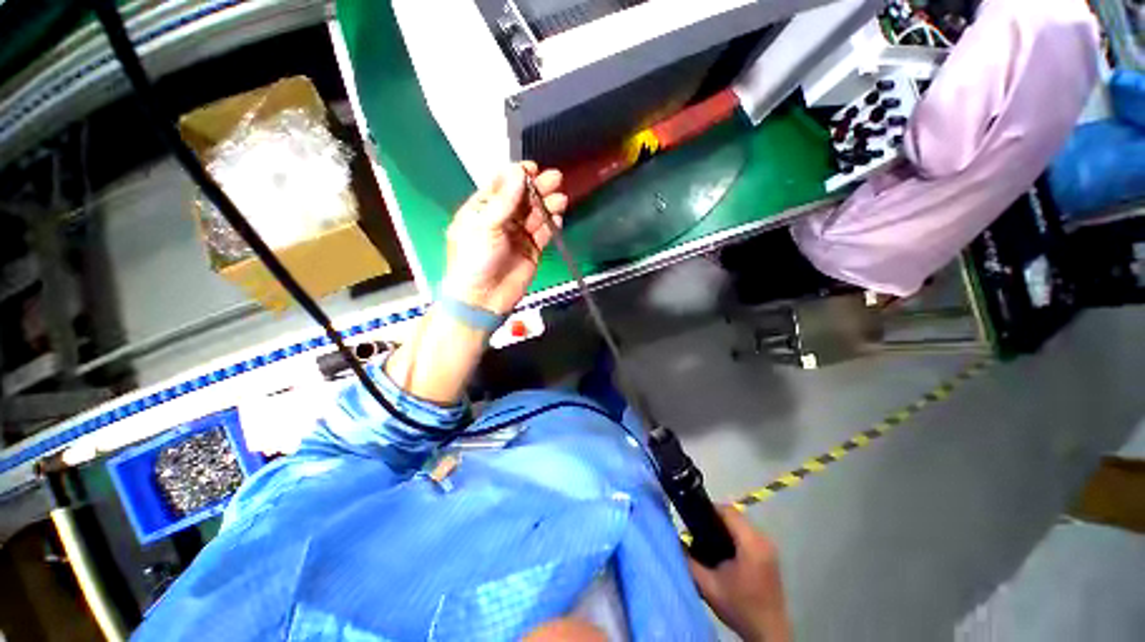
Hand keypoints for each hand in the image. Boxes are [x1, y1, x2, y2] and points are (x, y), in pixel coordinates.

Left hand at [440, 162, 567, 314]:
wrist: (483, 298)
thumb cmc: (475, 259)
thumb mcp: (484, 225)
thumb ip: (504, 200)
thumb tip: (517, 171)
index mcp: (483, 210)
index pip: (502, 186)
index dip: (517, 175)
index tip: (532, 169)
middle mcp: (502, 220)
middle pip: (523, 198)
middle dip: (538, 188)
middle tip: (555, 179)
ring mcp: (518, 236)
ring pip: (536, 215)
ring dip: (548, 205)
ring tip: (560, 199)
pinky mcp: (532, 250)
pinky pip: (544, 233)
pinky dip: (551, 225)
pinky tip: (557, 218)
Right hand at [689, 507, 790, 641]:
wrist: (768, 632)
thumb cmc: (738, 607)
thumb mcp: (708, 586)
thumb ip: (689, 560)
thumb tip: (675, 539)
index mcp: (751, 543)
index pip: (727, 511)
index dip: (708, 509)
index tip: (692, 516)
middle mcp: (763, 539)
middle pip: (735, 515)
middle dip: (714, 518)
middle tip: (697, 529)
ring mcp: (770, 546)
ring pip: (741, 523)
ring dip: (725, 526)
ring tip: (707, 538)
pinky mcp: (770, 554)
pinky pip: (748, 533)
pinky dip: (734, 534)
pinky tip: (723, 549)